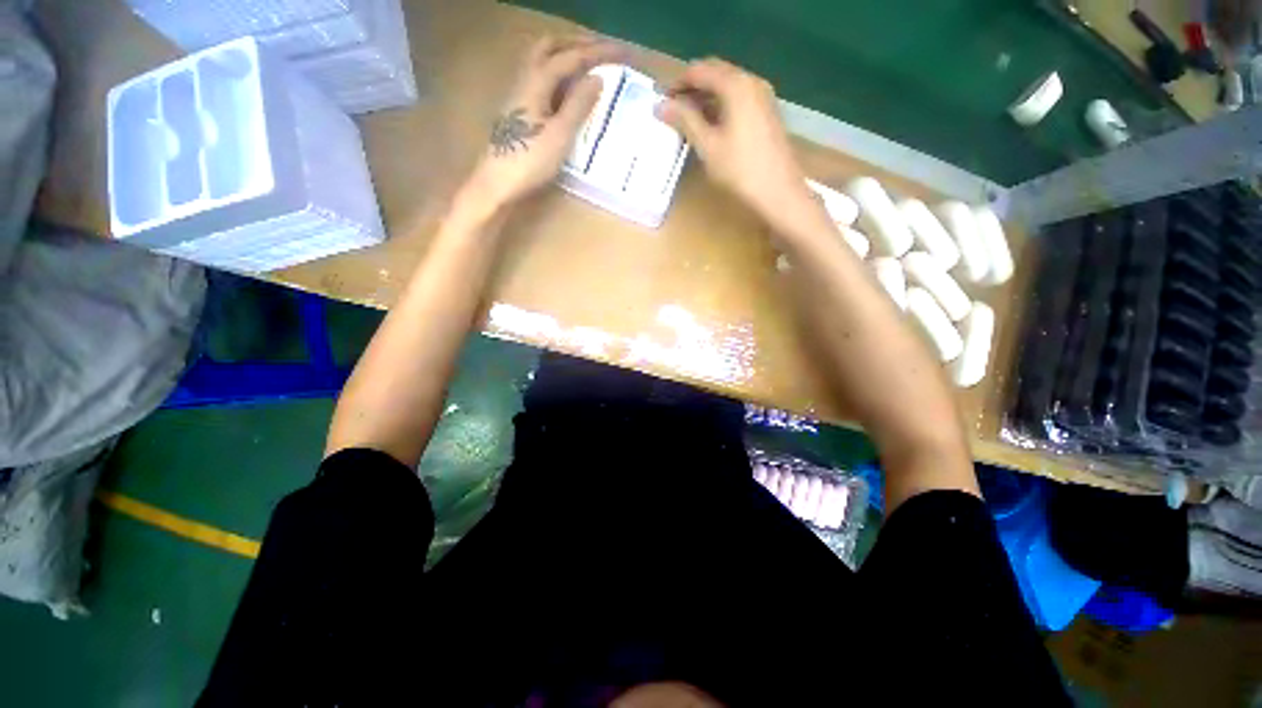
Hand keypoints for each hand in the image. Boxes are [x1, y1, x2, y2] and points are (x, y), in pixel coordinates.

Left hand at [466, 36, 624, 209]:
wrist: (498, 182)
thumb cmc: (530, 161)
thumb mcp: (560, 135)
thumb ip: (578, 105)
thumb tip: (597, 78)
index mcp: (536, 82)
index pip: (570, 57)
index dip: (597, 52)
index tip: (621, 52)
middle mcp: (525, 80)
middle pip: (550, 47)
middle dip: (577, 44)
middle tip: (601, 50)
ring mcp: (519, 94)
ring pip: (542, 61)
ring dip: (565, 56)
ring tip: (587, 65)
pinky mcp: (519, 110)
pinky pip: (541, 79)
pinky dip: (558, 74)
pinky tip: (567, 89)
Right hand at [657, 60, 814, 228]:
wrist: (779, 193)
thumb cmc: (740, 170)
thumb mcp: (707, 145)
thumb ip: (685, 120)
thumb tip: (661, 105)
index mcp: (736, 84)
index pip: (699, 70)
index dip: (677, 83)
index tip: (662, 102)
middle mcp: (752, 81)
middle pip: (716, 73)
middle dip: (691, 88)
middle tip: (673, 110)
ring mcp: (763, 96)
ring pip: (728, 86)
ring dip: (706, 97)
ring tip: (688, 120)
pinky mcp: (767, 112)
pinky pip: (738, 98)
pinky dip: (721, 105)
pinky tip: (711, 125)